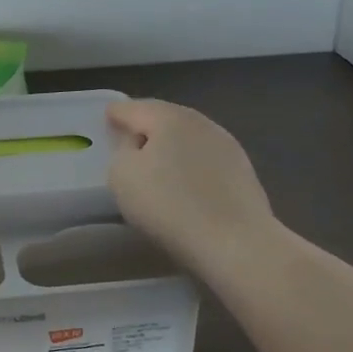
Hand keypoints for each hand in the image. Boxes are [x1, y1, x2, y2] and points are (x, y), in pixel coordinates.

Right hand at [106, 98, 278, 278]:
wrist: (235, 242)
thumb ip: (122, 151)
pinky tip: (185, 182)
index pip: (134, 108)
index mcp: (169, 118)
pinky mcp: (244, 172)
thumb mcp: (122, 175)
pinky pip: (206, 161)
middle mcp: (201, 123)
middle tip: (130, 138)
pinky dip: (191, 165)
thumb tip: (137, 145)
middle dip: (147, 126)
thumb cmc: (169, 205)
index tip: (108, 116)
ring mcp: (228, 147)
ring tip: (157, 162)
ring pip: (189, 138)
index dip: (117, 113)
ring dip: (172, 146)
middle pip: (166, 118)